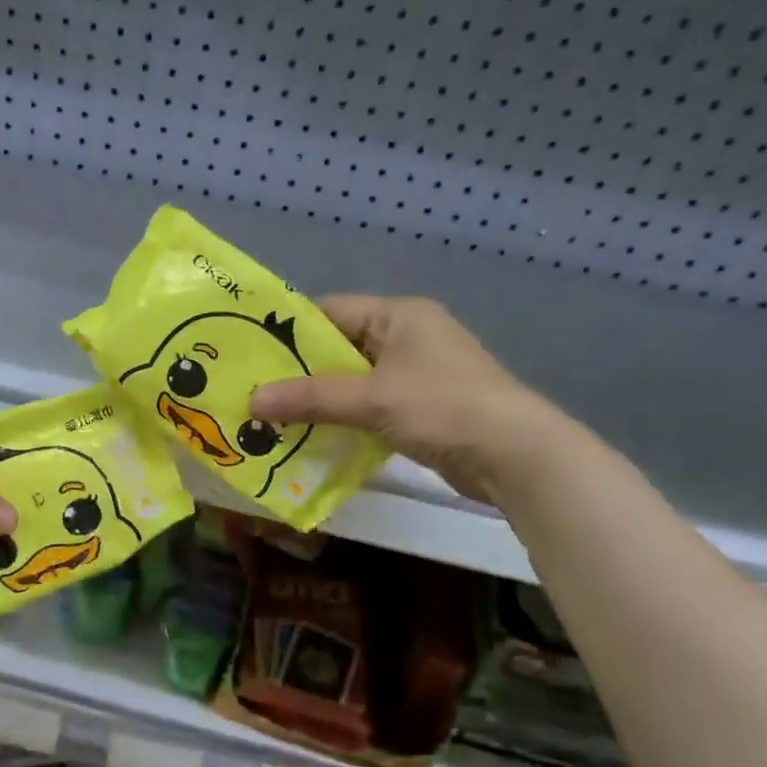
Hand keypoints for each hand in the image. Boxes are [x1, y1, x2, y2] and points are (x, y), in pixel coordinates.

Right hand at [249, 296, 567, 503]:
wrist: (516, 455)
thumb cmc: (442, 407)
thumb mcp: (371, 398)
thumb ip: (309, 398)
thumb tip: (250, 401)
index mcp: (399, 315)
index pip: (330, 311)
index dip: (289, 331)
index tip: (250, 353)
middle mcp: (408, 336)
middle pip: (338, 348)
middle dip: (298, 372)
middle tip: (254, 390)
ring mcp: (417, 373)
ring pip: (352, 380)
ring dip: (318, 400)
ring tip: (272, 417)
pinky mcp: (422, 407)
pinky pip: (369, 405)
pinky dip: (342, 418)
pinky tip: (311, 436)